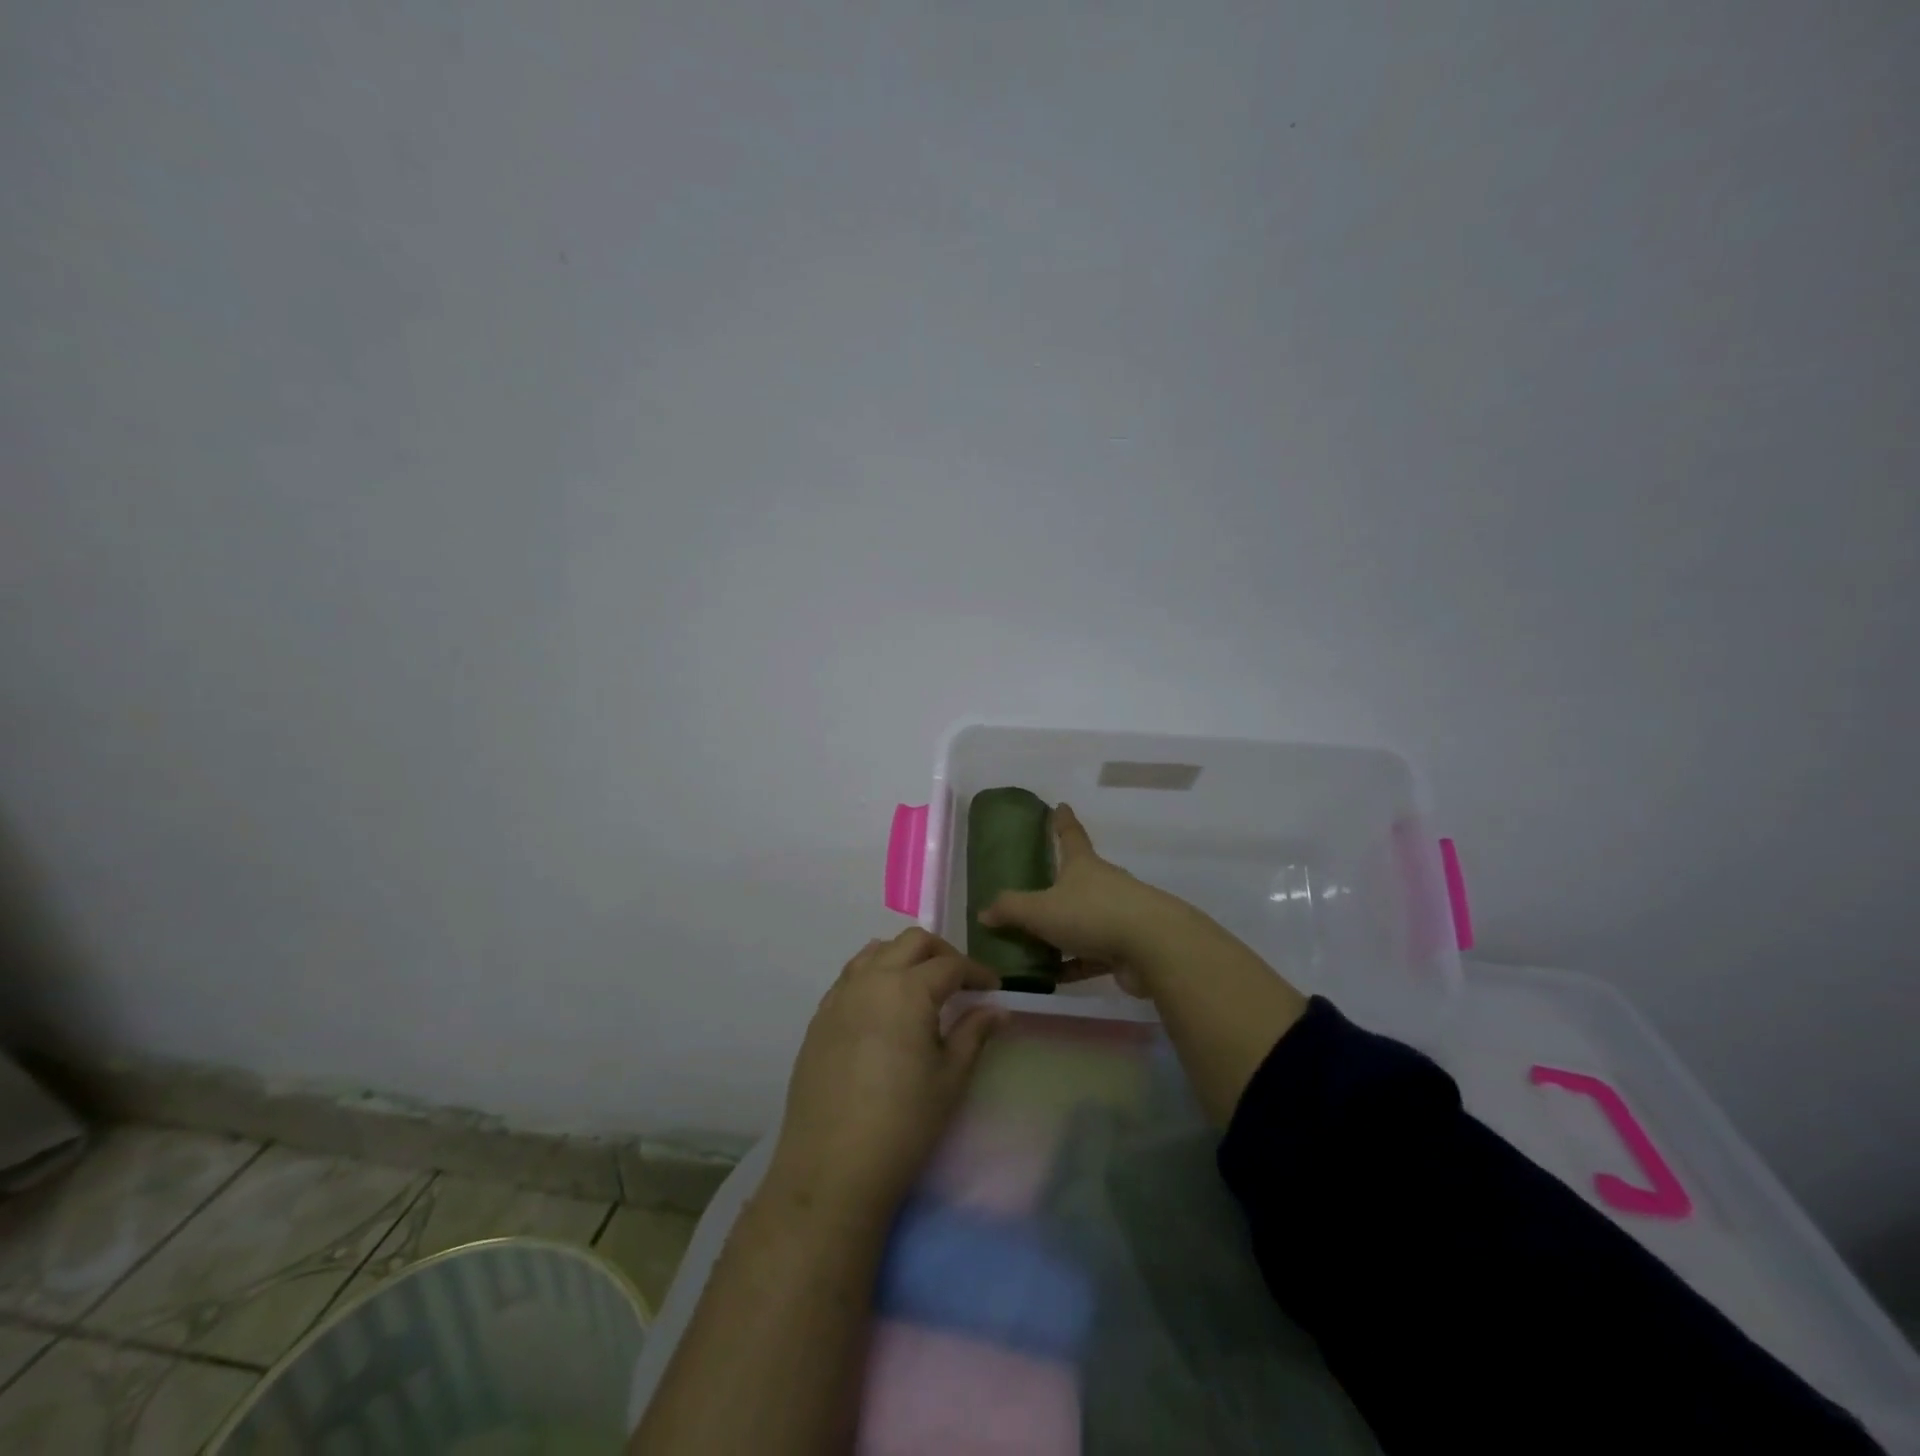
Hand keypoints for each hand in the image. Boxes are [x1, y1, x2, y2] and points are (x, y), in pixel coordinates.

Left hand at [768, 928, 1007, 1223]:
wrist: (831, 1168)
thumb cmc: (903, 1124)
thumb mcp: (950, 1079)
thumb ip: (973, 1033)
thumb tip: (998, 1009)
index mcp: (908, 989)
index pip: (950, 965)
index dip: (976, 972)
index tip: (993, 989)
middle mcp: (871, 980)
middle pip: (911, 943)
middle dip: (941, 953)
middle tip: (960, 982)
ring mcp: (839, 996)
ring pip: (875, 952)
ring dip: (903, 958)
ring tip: (920, 987)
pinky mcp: (819, 1018)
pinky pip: (850, 977)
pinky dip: (874, 975)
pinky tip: (884, 1008)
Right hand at [977, 804, 1186, 993]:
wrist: (1154, 948)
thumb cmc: (1092, 914)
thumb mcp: (1041, 910)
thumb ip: (1010, 910)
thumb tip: (984, 912)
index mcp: (1083, 865)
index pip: (1070, 835)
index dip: (1062, 821)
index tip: (1060, 805)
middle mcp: (1104, 884)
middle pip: (1079, 878)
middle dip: (1061, 881)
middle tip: (1036, 889)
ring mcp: (1119, 915)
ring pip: (1085, 919)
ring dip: (1064, 929)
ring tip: (1035, 942)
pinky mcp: (1127, 947)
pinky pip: (1093, 954)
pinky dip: (1074, 963)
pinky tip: (1053, 976)